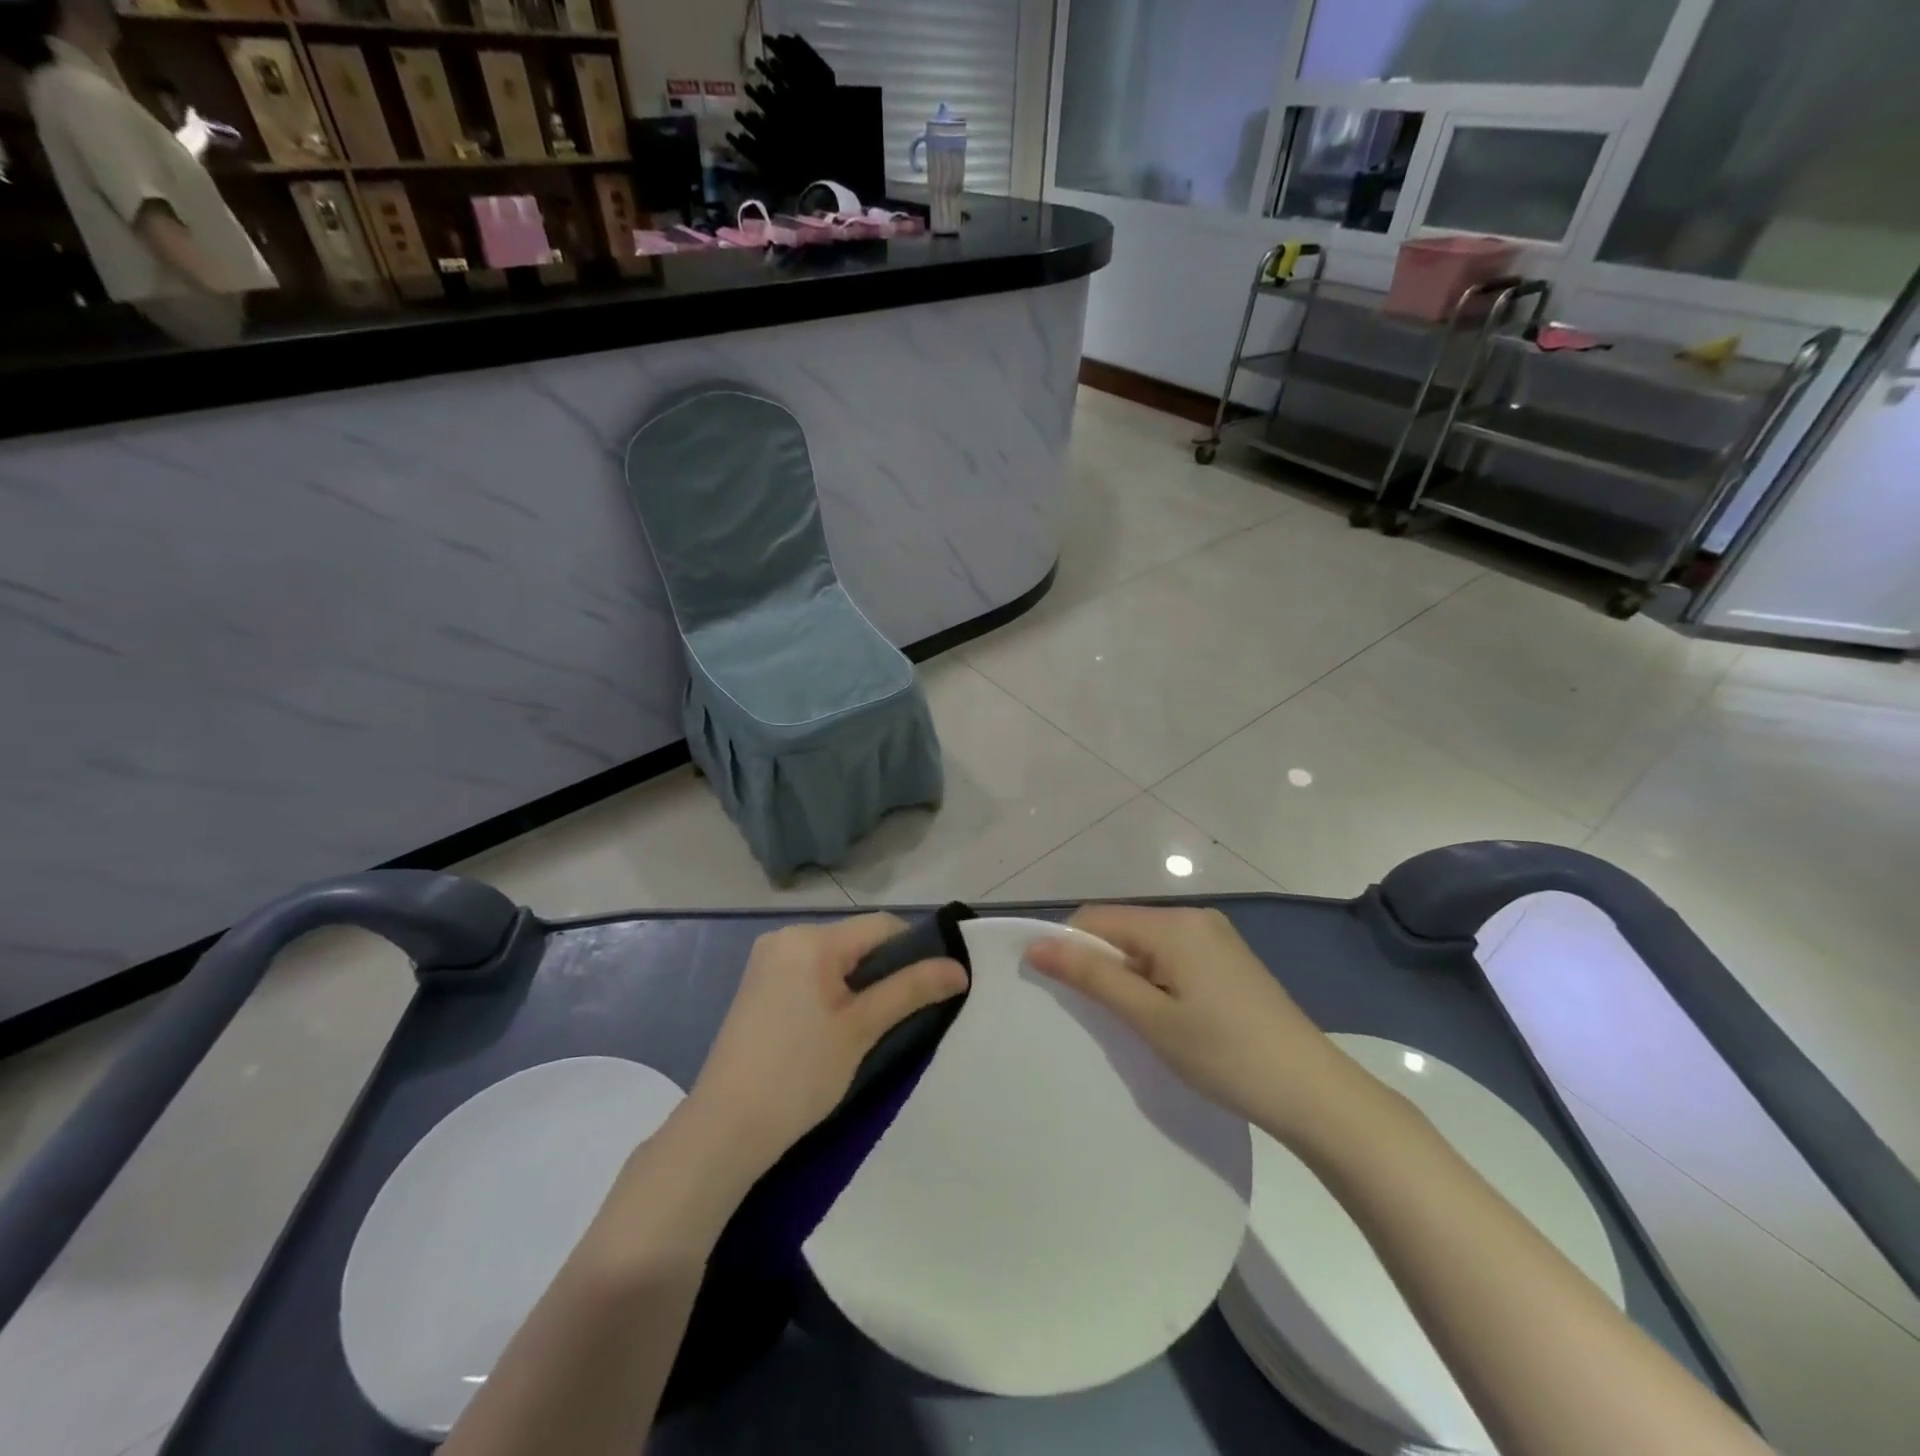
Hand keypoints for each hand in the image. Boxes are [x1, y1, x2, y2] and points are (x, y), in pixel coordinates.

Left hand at [687, 914, 967, 1175]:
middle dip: (885, 968)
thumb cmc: (799, 1074)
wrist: (724, 1129)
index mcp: (810, 938)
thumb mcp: (861, 1029)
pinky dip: (832, 990)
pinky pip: (810, 972)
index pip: (881, 926)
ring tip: (870, 1024)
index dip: (915, 950)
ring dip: (860, 981)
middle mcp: (785, 936)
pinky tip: (836, 1026)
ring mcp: (766, 960)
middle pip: (856, 939)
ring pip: (834, 957)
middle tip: (901, 1013)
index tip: (932, 987)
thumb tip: (959, 968)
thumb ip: (911, 990)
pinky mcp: (757, 985)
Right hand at [1026, 905, 1361, 1141]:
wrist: (1315, 1093)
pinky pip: (1172, 956)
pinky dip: (1153, 978)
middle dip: (1098, 963)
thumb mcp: (1150, 1018)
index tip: (1054, 990)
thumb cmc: (1225, 1055)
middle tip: (1093, 1015)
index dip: (1067, 948)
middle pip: (1121, 928)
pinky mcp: (1228, 960)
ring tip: (1128, 1021)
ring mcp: (1216, 937)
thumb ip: (1093, 977)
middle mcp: (1194, 918)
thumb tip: (1036, 946)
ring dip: (1125, 974)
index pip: (1096, 919)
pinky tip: (1161, 1016)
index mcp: (1174, 924)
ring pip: (1146, 944)